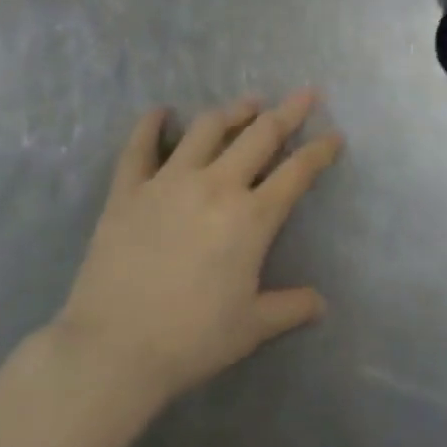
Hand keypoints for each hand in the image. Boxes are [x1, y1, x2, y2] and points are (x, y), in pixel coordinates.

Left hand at [45, 90, 340, 423]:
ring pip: (207, 128)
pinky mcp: (128, 190)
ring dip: (233, 111)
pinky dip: (150, 125)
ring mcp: (169, 182)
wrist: (112, 352)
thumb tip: (322, 304)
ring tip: (248, 103)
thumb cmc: (190, 340)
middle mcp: (216, 186)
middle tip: (305, 95)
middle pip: (260, 135)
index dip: (320, 150)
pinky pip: (140, 147)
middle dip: (288, 112)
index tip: (334, 135)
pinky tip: (159, 112)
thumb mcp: (251, 328)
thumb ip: (290, 308)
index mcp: (252, 217)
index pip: (297, 172)